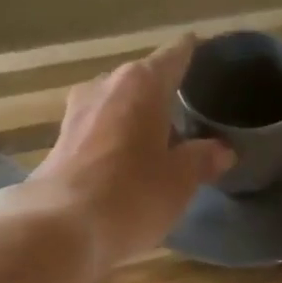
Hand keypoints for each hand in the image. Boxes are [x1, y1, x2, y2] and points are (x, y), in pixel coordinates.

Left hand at [0, 36, 232, 274]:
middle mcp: (105, 86)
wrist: (59, 228)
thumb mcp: (180, 181)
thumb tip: (222, 149)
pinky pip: (99, 132)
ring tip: (161, 142)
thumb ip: (203, 159)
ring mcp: (77, 113)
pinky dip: (116, 141)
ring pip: (117, 106)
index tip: (207, 54)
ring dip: (137, 120)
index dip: (193, 54)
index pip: (176, 55)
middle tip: (190, 115)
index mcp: (141, 83)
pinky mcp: (60, 143)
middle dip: (165, 95)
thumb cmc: (131, 195)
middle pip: (143, 80)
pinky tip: (127, 164)